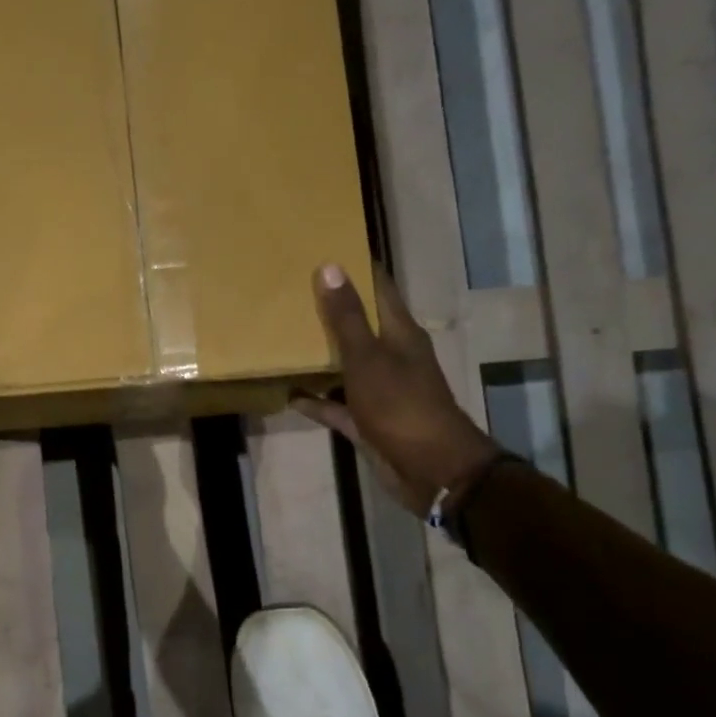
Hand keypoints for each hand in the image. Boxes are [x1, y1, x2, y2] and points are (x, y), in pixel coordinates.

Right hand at [295, 263, 499, 516]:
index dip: (358, 268)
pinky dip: (316, 399)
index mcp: (400, 334)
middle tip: (294, 290)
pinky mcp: (368, 421)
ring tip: (285, 338)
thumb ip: (347, 318)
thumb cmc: (402, 406)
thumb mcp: (369, 358)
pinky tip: (290, 393)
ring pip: (347, 365)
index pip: (380, 289)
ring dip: (322, 355)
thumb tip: (330, 266)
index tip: (328, 248)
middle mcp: (392, 357)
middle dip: (333, 309)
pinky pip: (337, 404)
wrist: (431, 469)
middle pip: (361, 325)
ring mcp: (380, 391)